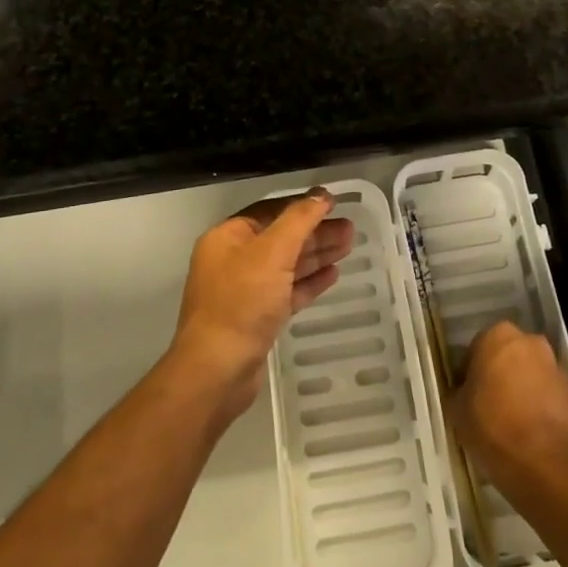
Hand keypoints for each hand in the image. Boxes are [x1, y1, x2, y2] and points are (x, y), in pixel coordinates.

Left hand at [172, 186, 352, 416]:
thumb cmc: (241, 302)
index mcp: (228, 237)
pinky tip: (333, 274)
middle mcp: (234, 260)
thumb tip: (321, 195)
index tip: (334, 202)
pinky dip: (309, 281)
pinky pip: (287, 291)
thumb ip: (298, 220)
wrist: (217, 371)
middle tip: (350, 228)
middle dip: (315, 232)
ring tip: (349, 245)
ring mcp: (245, 290)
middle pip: (281, 237)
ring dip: (316, 254)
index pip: (270, 210)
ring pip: (286, 264)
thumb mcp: (271, 253)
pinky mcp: (257, 317)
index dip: (302, 205)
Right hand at [453, 321, 567, 494]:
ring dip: (520, 390)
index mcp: (497, 335)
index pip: (475, 349)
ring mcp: (555, 367)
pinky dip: (538, 407)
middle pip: (506, 357)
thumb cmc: (493, 426)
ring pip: (529, 375)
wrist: (546, 465)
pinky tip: (527, 433)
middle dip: (498, 376)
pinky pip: (547, 395)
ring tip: (508, 423)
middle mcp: (530, 342)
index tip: (465, 396)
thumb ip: (457, 392)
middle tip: (485, 406)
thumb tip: (462, 392)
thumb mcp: (457, 411)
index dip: (468, 374)